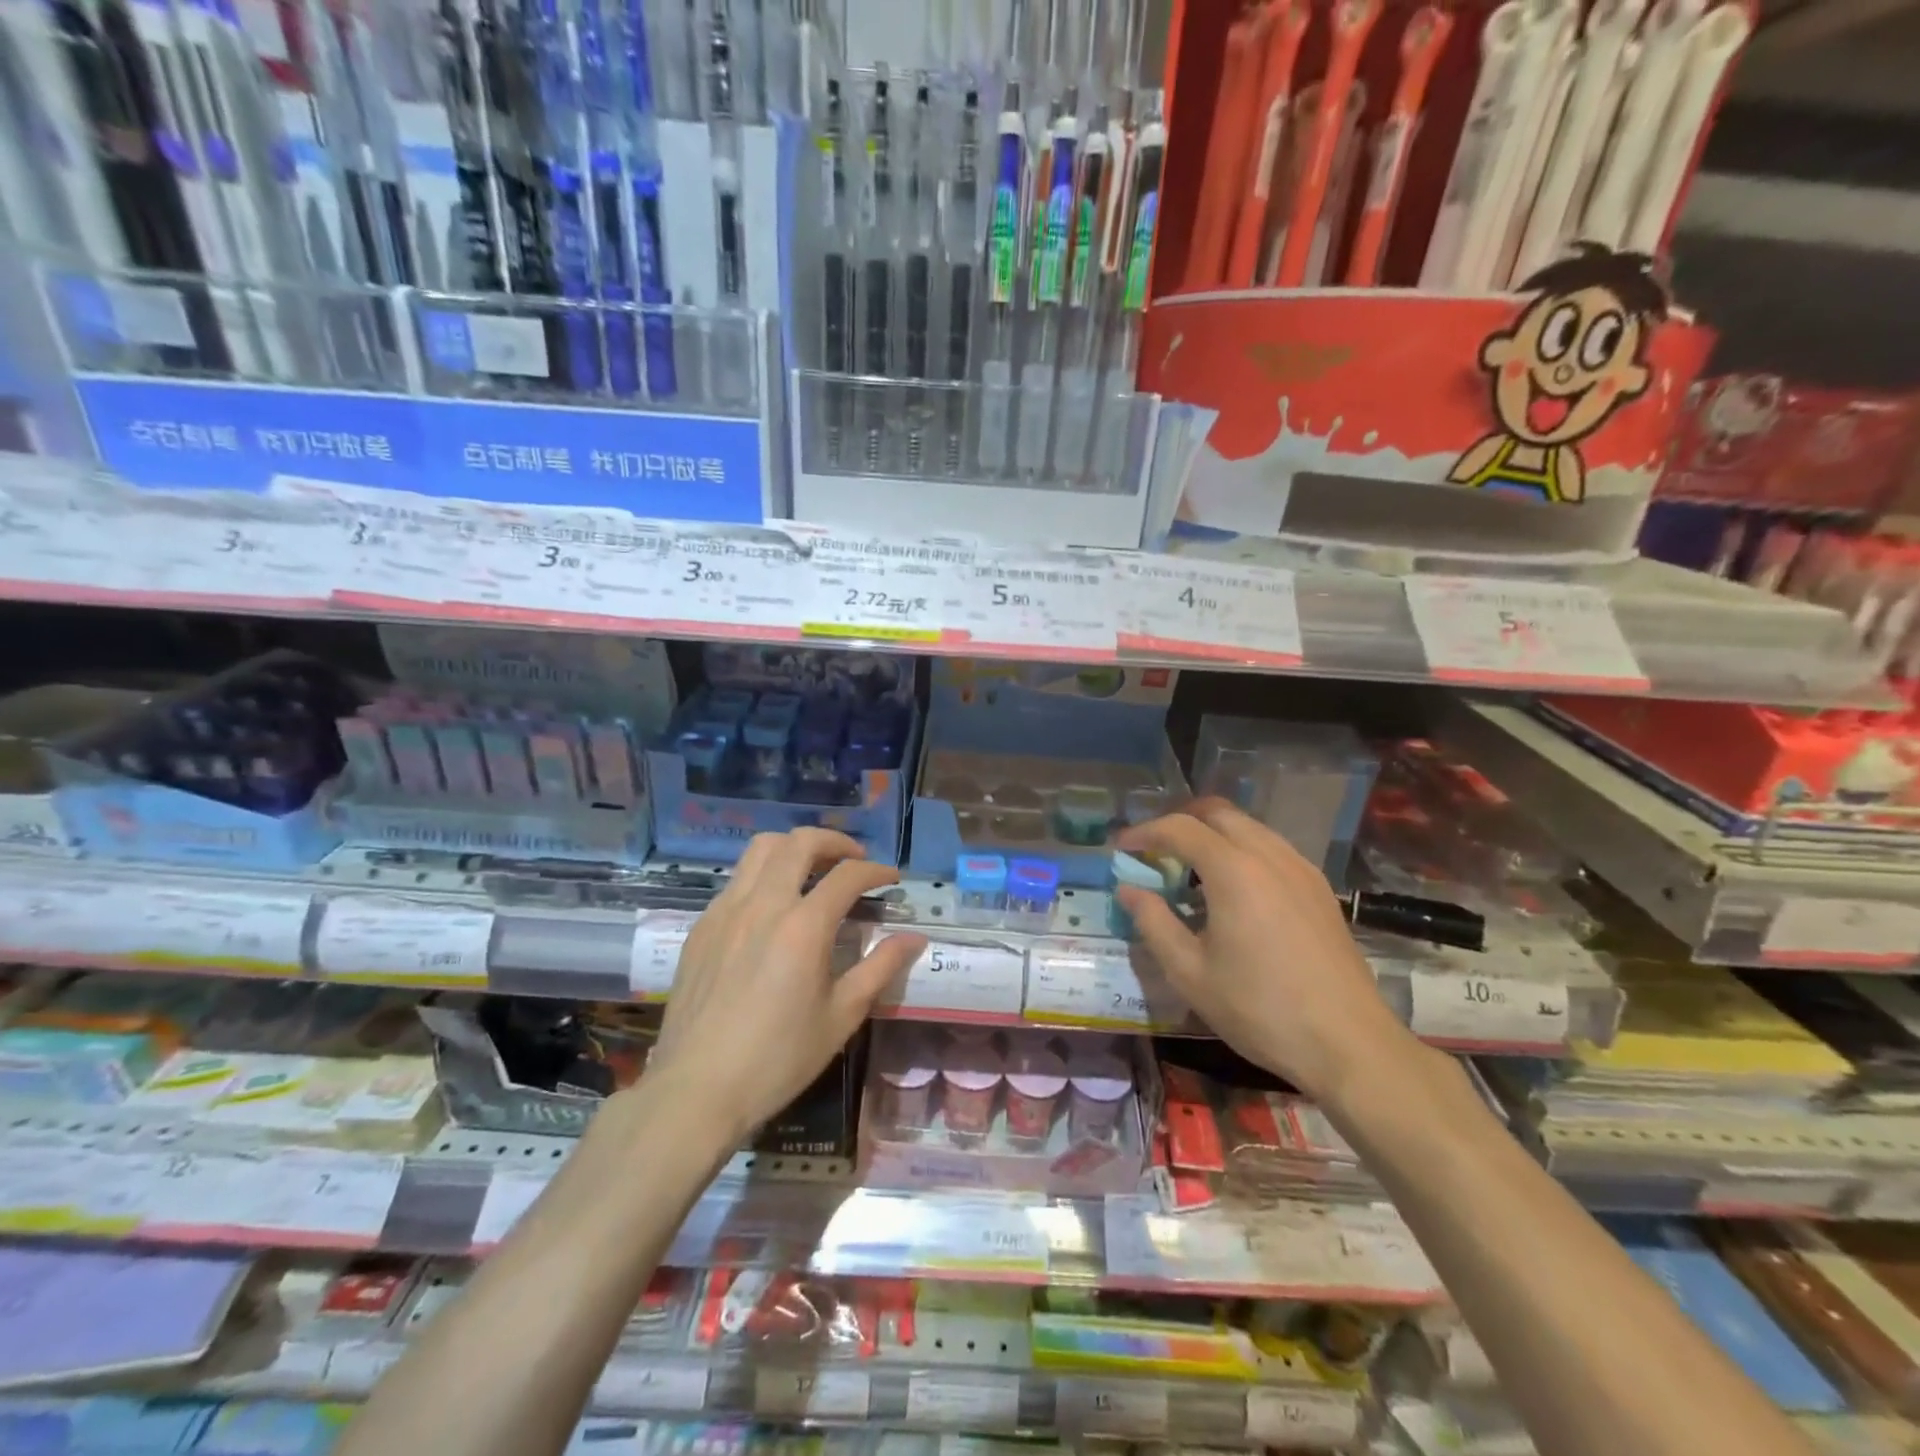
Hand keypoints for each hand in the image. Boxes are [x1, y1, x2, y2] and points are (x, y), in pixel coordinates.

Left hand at [652, 828, 926, 1143]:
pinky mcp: (702, 926)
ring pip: (761, 849)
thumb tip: (914, 938)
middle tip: (853, 861)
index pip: (847, 875)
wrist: (696, 1090)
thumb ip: (880, 968)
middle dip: (835, 842)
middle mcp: (763, 904)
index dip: (876, 871)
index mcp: (802, 926)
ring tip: (813, 871)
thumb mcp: (841, 1017)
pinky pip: (737, 880)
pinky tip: (773, 909)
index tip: (891, 881)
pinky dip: (764, 875)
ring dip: (794, 848)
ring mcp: (725, 911)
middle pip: (800, 842)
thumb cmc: (778, 1059)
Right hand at [1116, 799, 1417, 1105]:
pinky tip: (1231, 890)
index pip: (1180, 828)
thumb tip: (1129, 889)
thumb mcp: (1190, 973)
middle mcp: (1269, 855)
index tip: (1120, 849)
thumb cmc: (1260, 1010)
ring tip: (1188, 870)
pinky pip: (1271, 848)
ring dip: (1212, 835)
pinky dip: (1240, 851)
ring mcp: (1300, 869)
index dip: (1144, 832)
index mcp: (1234, 870)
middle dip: (1179, 822)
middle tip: (1154, 852)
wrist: (1349, 1044)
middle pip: (1218, 812)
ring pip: (1248, 827)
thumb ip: (1154, 922)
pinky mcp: (1319, 888)